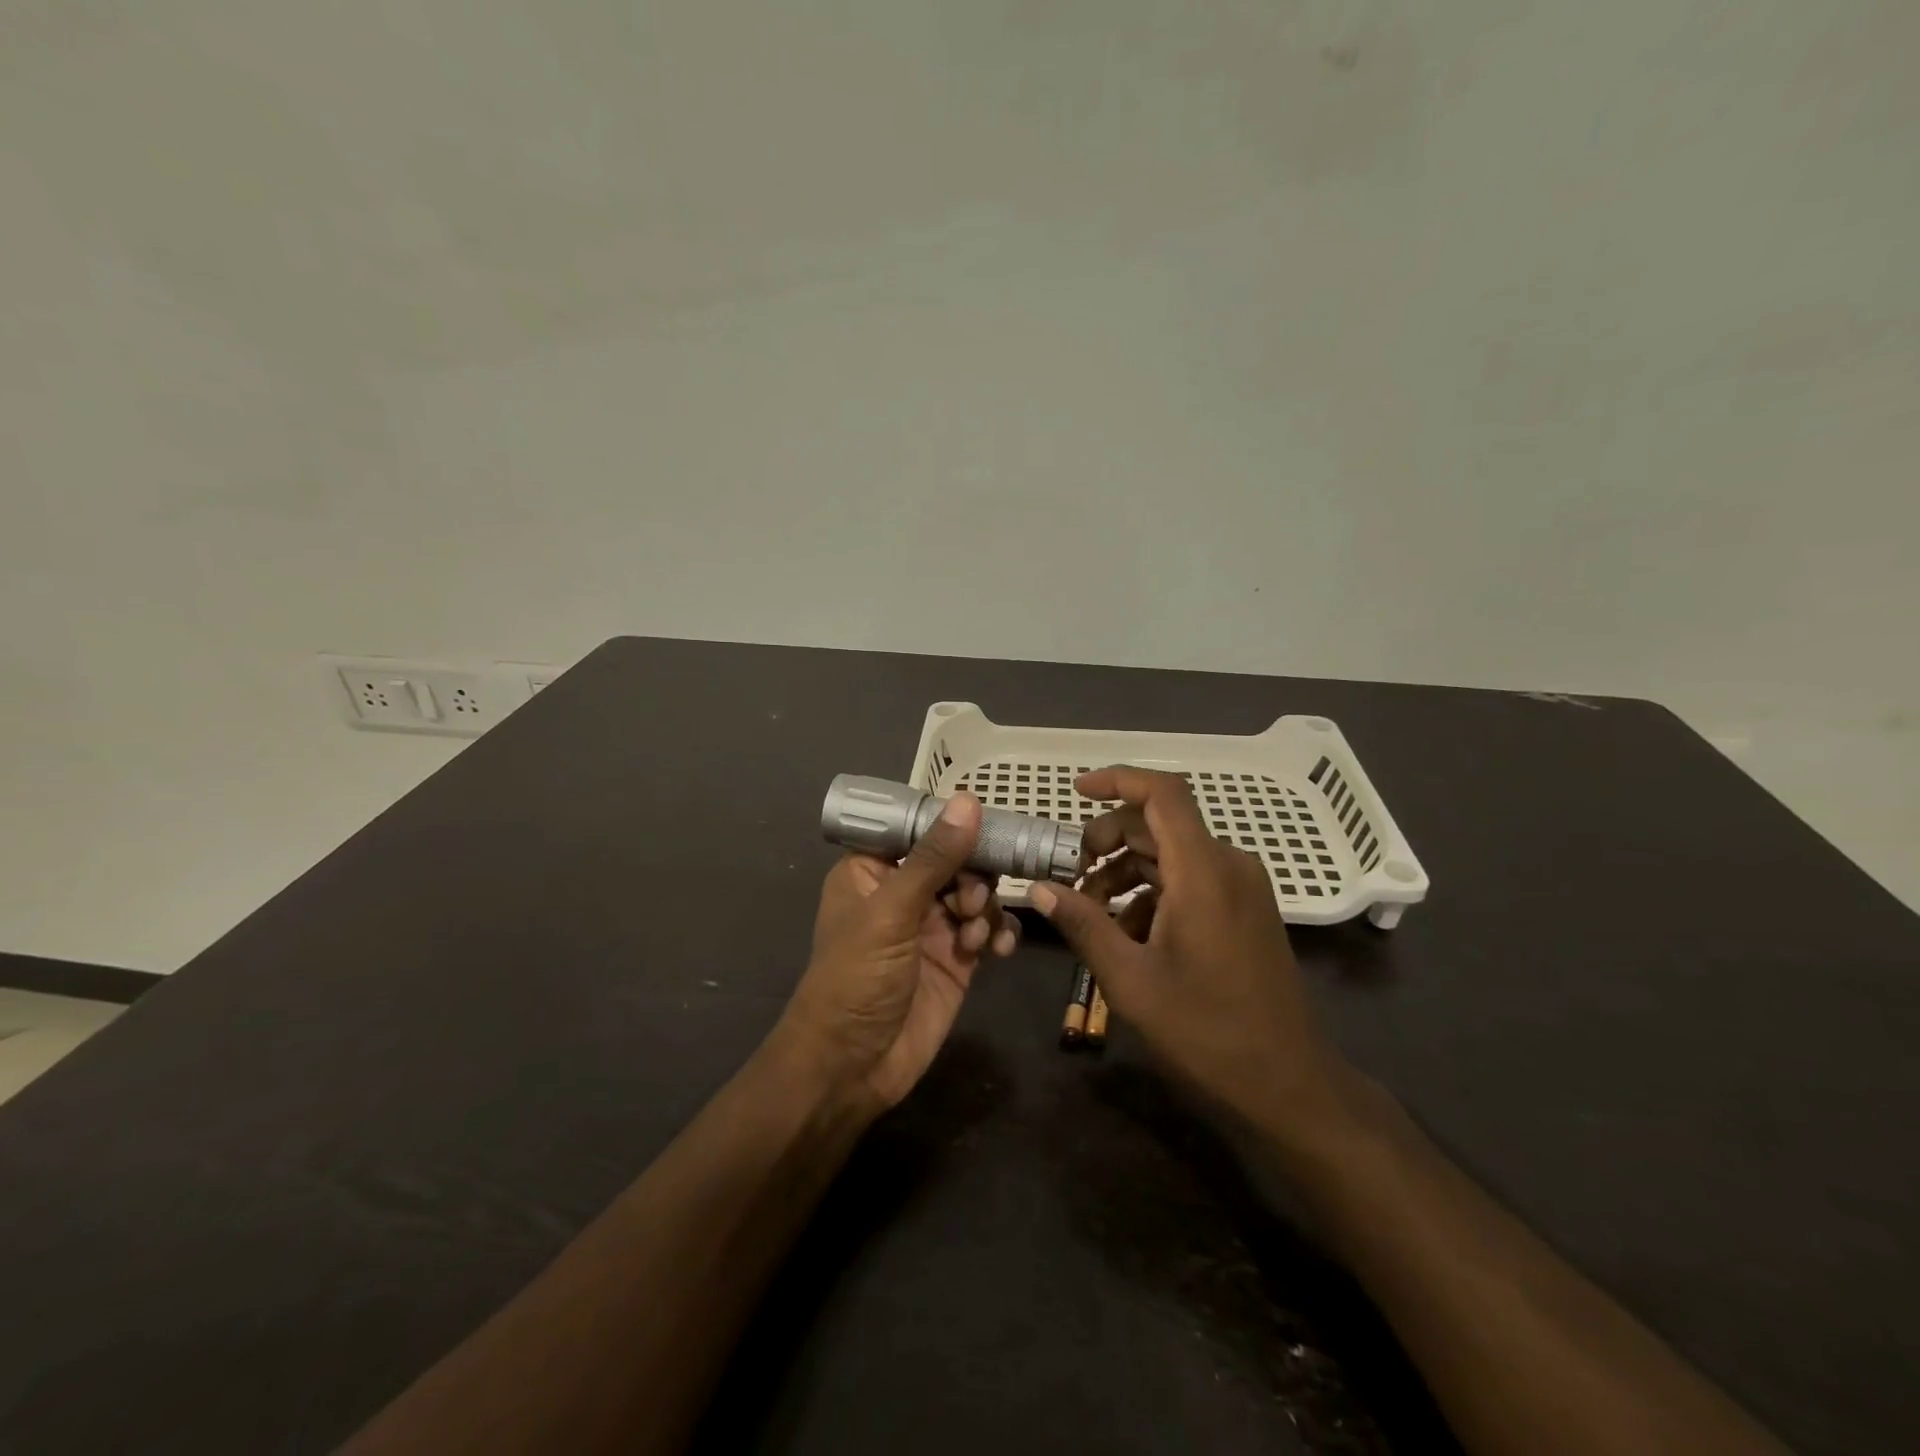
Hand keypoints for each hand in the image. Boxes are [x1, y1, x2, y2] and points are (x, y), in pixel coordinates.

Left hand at [779, 793, 1019, 1111]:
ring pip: (977, 892)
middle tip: (973, 901)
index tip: (988, 823)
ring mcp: (932, 925)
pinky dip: (999, 933)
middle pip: (956, 859)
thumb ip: (934, 858)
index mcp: (872, 870)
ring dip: (985, 907)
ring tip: (975, 935)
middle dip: (973, 874)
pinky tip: (998, 949)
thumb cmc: (856, 978)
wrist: (852, 1068)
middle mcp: (904, 891)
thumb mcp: (891, 912)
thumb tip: (968, 800)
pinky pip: (989, 929)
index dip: (952, 824)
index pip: (918, 829)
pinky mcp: (957, 958)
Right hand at [1027, 768, 1353, 1140]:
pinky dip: (1154, 891)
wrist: (1288, 1083)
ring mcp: (1241, 886)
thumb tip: (1040, 889)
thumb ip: (1083, 924)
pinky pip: (1191, 878)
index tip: (1075, 791)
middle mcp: (1228, 864)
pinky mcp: (1246, 908)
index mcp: (1203, 871)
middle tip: (1071, 876)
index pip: (1161, 793)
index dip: (1117, 780)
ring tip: (1092, 911)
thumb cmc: (1206, 1030)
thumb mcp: (1130, 979)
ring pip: (1172, 853)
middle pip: (1159, 824)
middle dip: (1108, 840)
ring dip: (1127, 871)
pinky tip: (1129, 933)